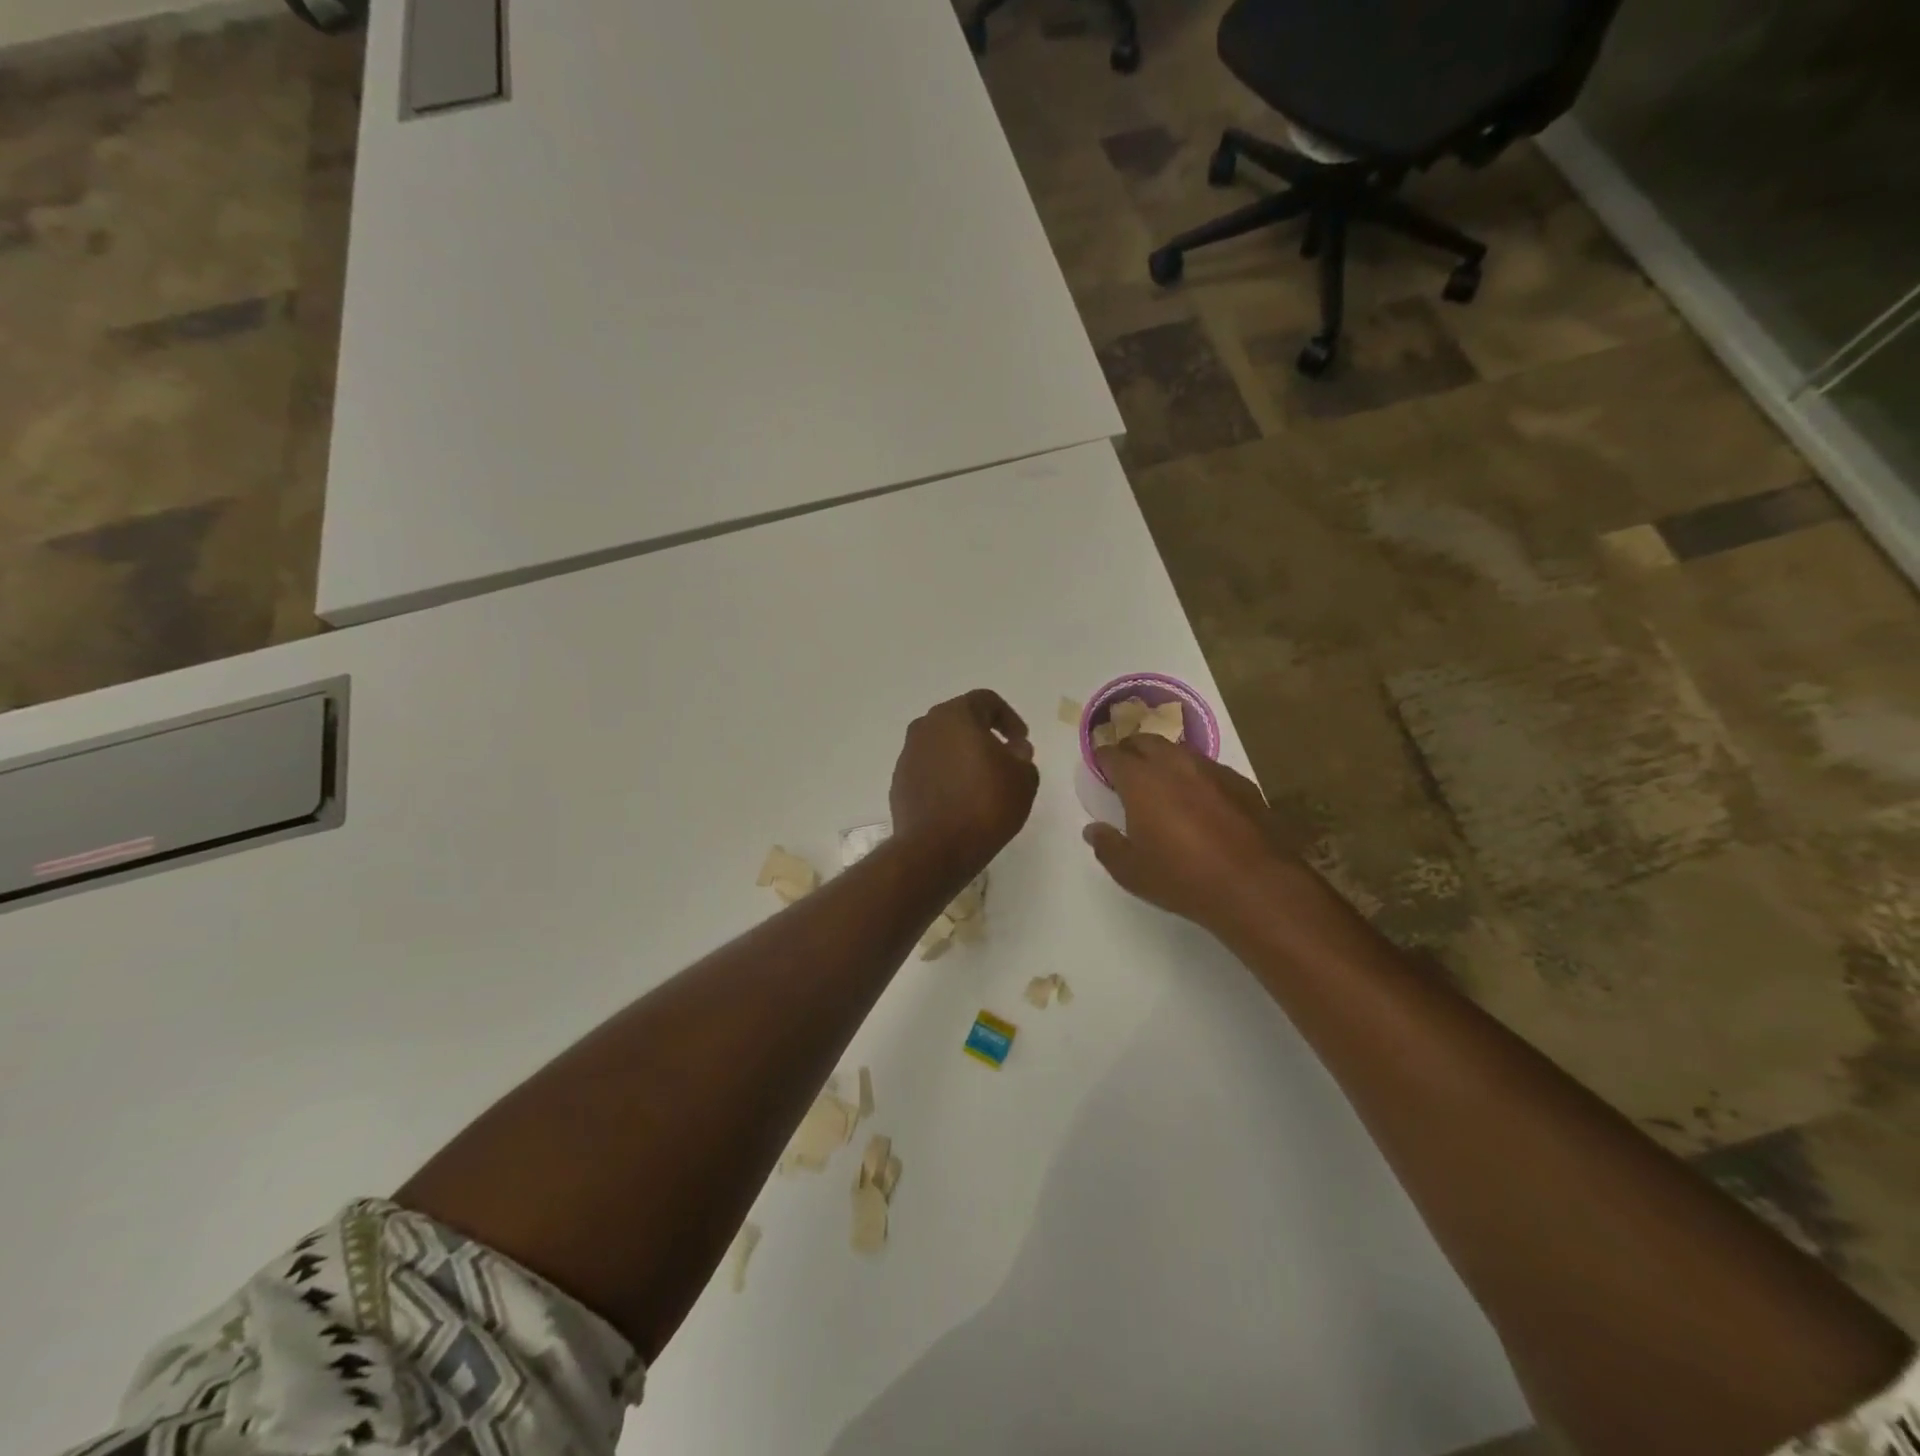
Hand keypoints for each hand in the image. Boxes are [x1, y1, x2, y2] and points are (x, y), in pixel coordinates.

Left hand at [889, 690, 1038, 882]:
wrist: (936, 848)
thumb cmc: (985, 804)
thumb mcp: (1023, 779)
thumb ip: (1023, 756)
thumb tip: (1013, 750)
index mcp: (955, 716)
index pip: (986, 701)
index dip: (1009, 718)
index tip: (1021, 742)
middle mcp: (925, 727)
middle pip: (960, 721)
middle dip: (984, 735)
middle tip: (1004, 760)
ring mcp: (908, 755)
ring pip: (942, 745)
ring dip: (962, 756)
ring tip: (982, 783)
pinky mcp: (899, 782)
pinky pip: (929, 769)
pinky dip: (945, 777)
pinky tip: (960, 801)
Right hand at [1083, 735, 1299, 934]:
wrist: (1255, 885)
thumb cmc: (1182, 878)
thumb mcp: (1131, 872)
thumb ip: (1107, 846)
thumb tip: (1093, 829)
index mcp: (1141, 780)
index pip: (1113, 755)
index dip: (1102, 759)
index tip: (1099, 767)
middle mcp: (1175, 764)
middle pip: (1146, 741)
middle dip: (1131, 750)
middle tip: (1126, 770)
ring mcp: (1211, 770)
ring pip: (1179, 751)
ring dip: (1164, 760)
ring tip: (1161, 782)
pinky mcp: (1240, 782)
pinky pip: (1208, 768)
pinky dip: (1194, 776)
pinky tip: (1199, 800)